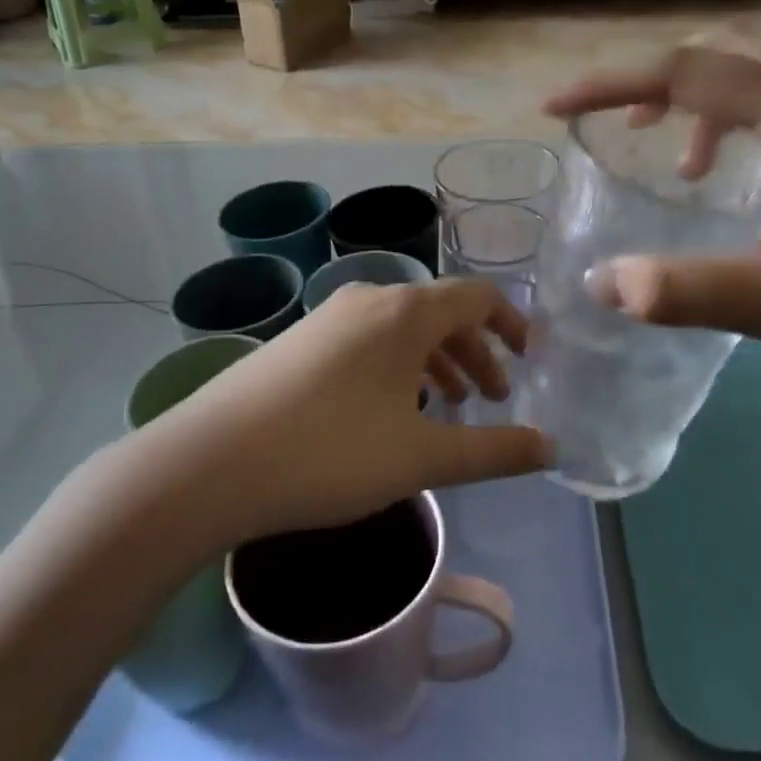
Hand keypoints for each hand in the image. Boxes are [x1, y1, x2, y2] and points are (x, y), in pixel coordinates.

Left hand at [137, 278, 551, 545]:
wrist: (210, 463)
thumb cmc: (329, 453)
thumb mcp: (421, 457)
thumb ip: (491, 451)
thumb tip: (550, 448)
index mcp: (406, 312)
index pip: (478, 297)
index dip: (512, 324)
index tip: (530, 359)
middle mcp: (369, 299)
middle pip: (441, 312)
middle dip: (476, 352)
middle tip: (491, 399)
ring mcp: (328, 317)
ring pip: (401, 328)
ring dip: (436, 360)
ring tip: (448, 406)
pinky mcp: (299, 340)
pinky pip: (367, 340)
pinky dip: (397, 365)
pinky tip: (388, 409)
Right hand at [543, 42, 760, 390]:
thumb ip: (686, 291)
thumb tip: (601, 285)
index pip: (683, 73)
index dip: (609, 86)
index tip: (554, 108)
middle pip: (722, 52)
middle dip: (658, 82)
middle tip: (620, 126)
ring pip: (757, 77)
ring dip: (702, 104)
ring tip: (675, 161)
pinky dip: (740, 131)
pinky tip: (743, 188)